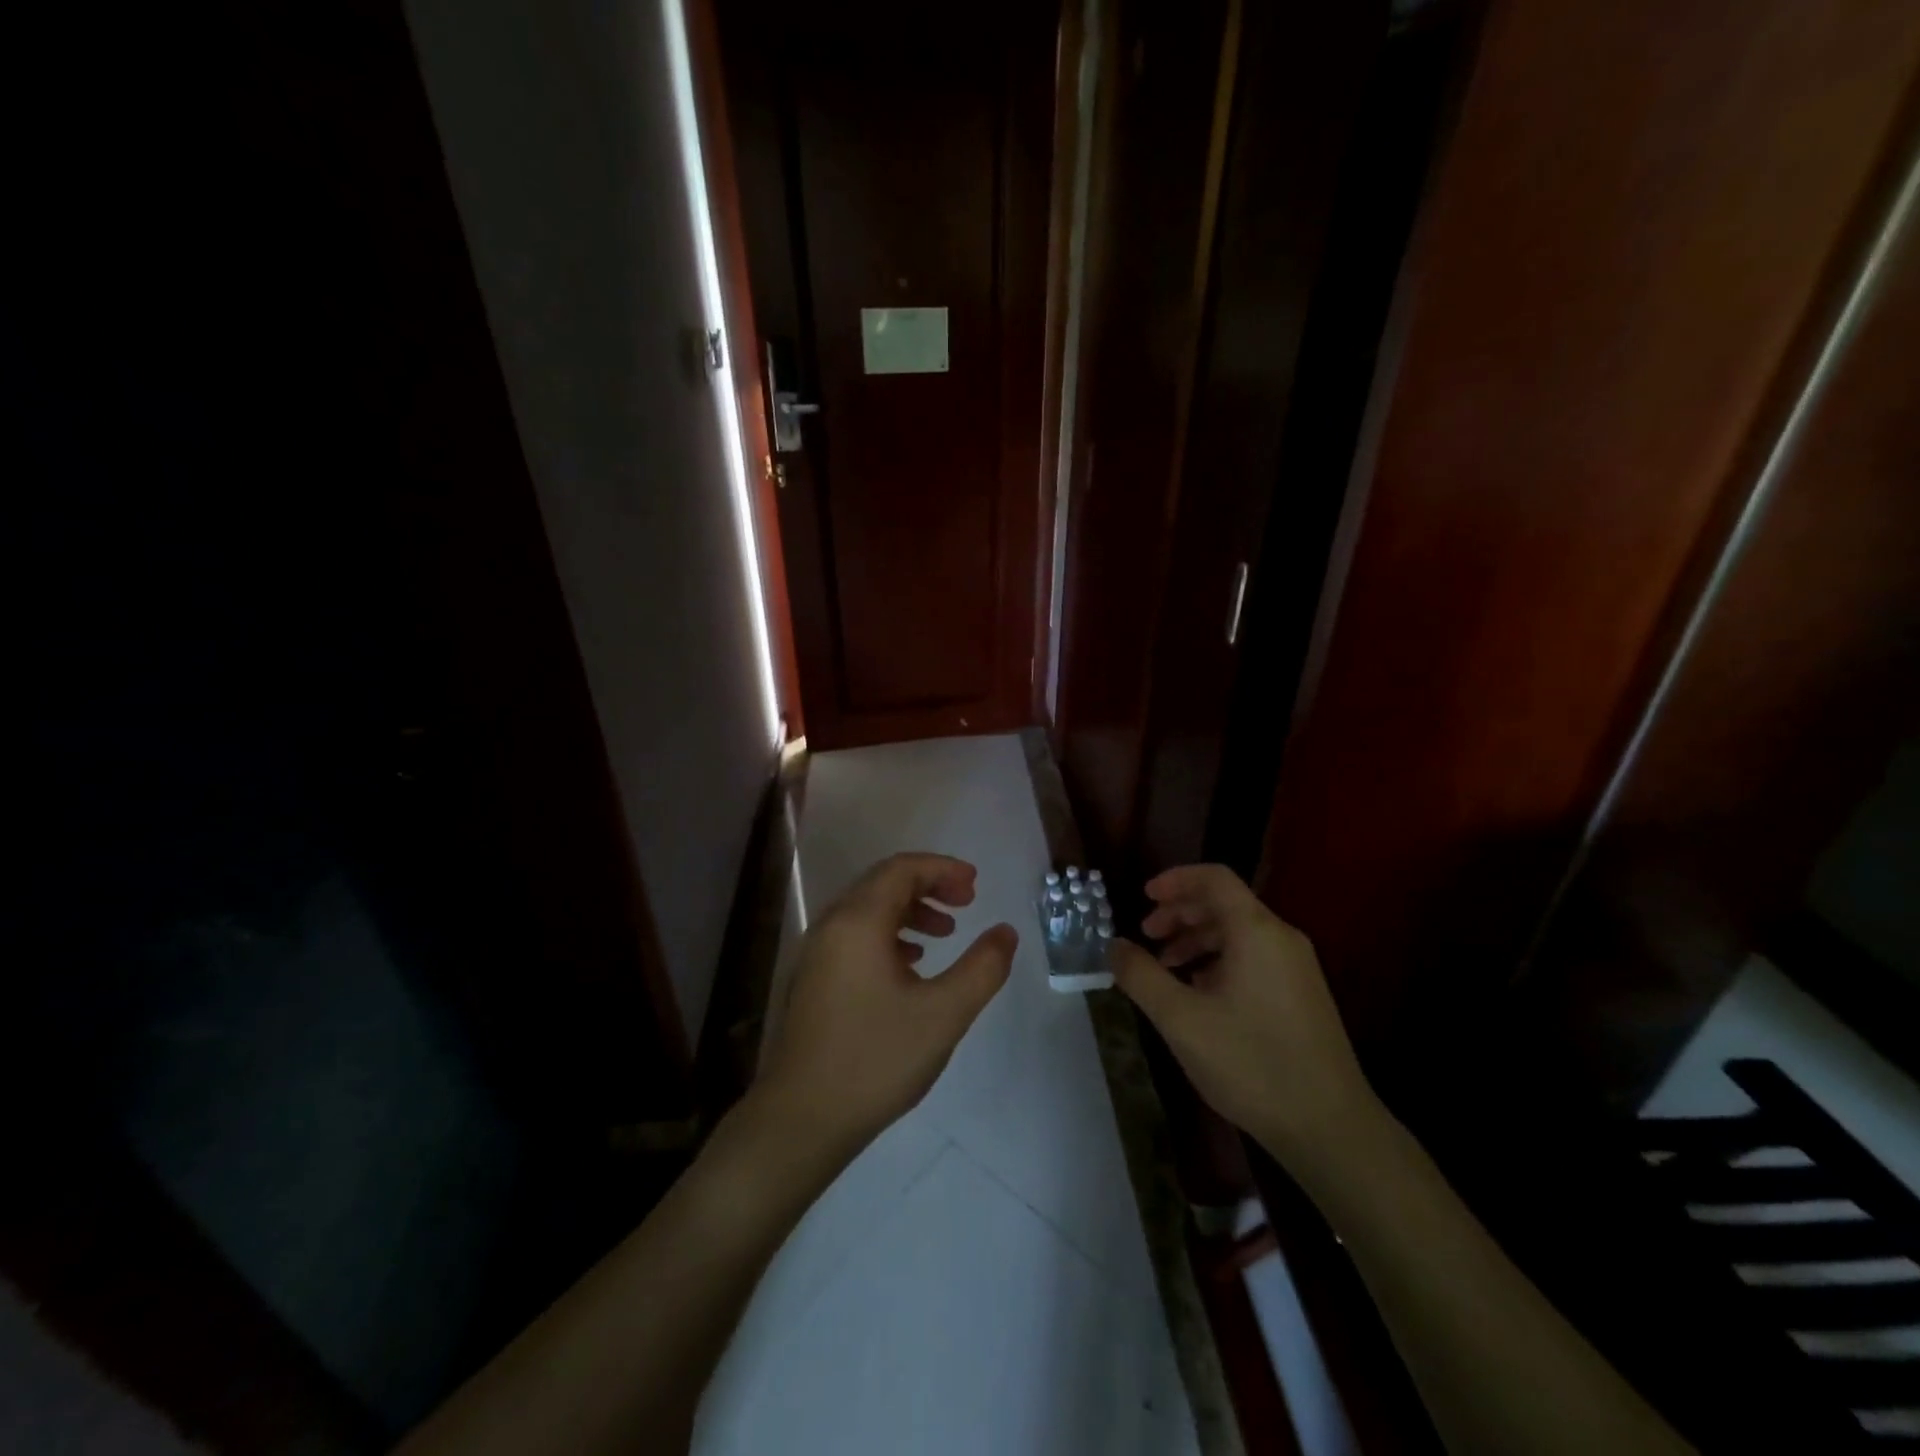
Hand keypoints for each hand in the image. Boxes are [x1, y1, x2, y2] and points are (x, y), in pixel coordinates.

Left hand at [754, 853, 1015, 1164]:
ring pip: (868, 910)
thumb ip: (982, 968)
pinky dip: (889, 934)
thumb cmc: (875, 1060)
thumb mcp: (943, 1014)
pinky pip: (856, 935)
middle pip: (883, 883)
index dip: (942, 869)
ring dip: (910, 911)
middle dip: (928, 885)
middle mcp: (832, 925)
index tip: (975, 885)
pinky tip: (911, 965)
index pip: (902, 870)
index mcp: (858, 922)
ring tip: (945, 933)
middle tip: (967, 903)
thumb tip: (1005, 932)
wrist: (801, 1119)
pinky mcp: (813, 979)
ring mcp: (817, 953)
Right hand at [1109, 864, 1378, 1172]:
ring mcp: (1296, 967)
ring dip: (1195, 939)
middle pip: (1224, 903)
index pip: (1214, 878)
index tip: (1143, 897)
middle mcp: (1281, 938)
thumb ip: (1141, 976)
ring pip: (1238, 932)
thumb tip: (1114, 945)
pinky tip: (1198, 994)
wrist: (1330, 1128)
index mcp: (1256, 931)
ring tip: (1165, 968)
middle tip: (1145, 936)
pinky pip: (1253, 957)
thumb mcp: (1181, 1019)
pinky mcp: (1301, 994)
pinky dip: (1218, 961)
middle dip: (1179, 913)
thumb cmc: (1251, 1063)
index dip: (1175, 880)